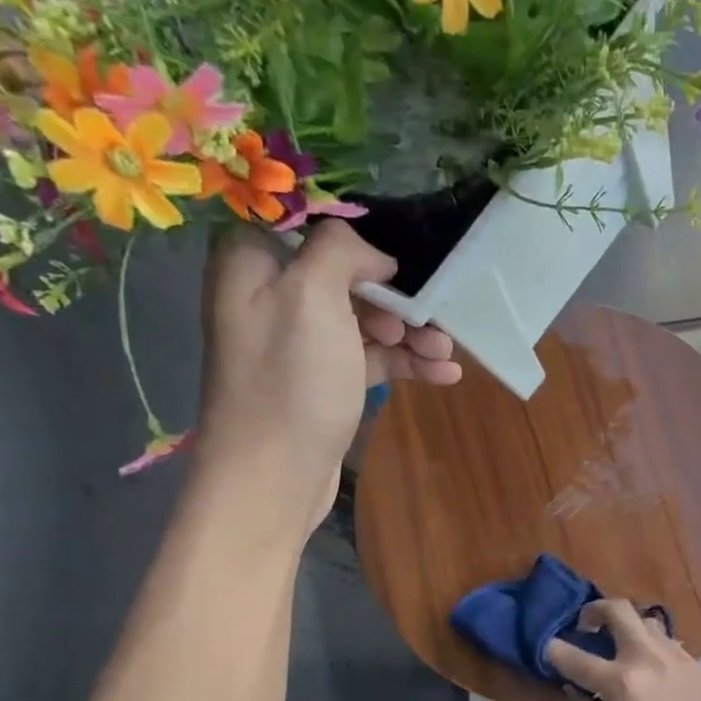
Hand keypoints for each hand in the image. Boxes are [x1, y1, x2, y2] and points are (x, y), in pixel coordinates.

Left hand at [195, 222, 460, 531]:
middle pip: (346, 276)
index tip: (396, 251)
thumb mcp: (312, 296)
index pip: (304, 222)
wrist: (274, 478)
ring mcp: (301, 344)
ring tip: (447, 352)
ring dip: (411, 333)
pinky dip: (406, 363)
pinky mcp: (325, 382)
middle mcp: (272, 298)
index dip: (354, 232)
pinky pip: (371, 359)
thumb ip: (340, 251)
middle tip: (425, 315)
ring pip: (365, 320)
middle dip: (396, 294)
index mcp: (253, 264)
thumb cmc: (291, 381)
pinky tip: (445, 374)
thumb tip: (373, 253)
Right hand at [546, 600, 700, 700]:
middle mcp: (648, 658)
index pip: (575, 657)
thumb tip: (573, 688)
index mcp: (622, 682)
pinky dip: (650, 645)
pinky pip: (667, 642)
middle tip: (586, 624)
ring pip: (646, 621)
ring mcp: (676, 656)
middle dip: (595, 610)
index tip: (547, 648)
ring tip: (620, 645)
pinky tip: (650, 668)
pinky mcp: (697, 664)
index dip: (554, 651)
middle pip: (618, 610)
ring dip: (627, 625)